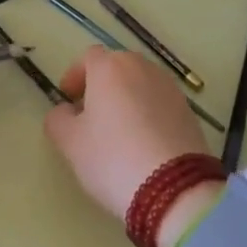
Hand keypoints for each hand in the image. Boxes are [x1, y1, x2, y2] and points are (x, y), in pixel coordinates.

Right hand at [42, 47, 212, 220]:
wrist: (174, 189)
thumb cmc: (112, 157)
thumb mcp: (70, 142)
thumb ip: (58, 119)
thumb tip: (65, 111)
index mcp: (110, 67)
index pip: (88, 57)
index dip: (76, 75)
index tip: (69, 98)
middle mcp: (141, 67)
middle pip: (116, 68)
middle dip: (102, 86)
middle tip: (92, 115)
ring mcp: (169, 87)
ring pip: (140, 84)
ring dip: (127, 99)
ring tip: (119, 132)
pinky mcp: (189, 111)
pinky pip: (160, 103)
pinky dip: (148, 114)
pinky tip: (144, 144)